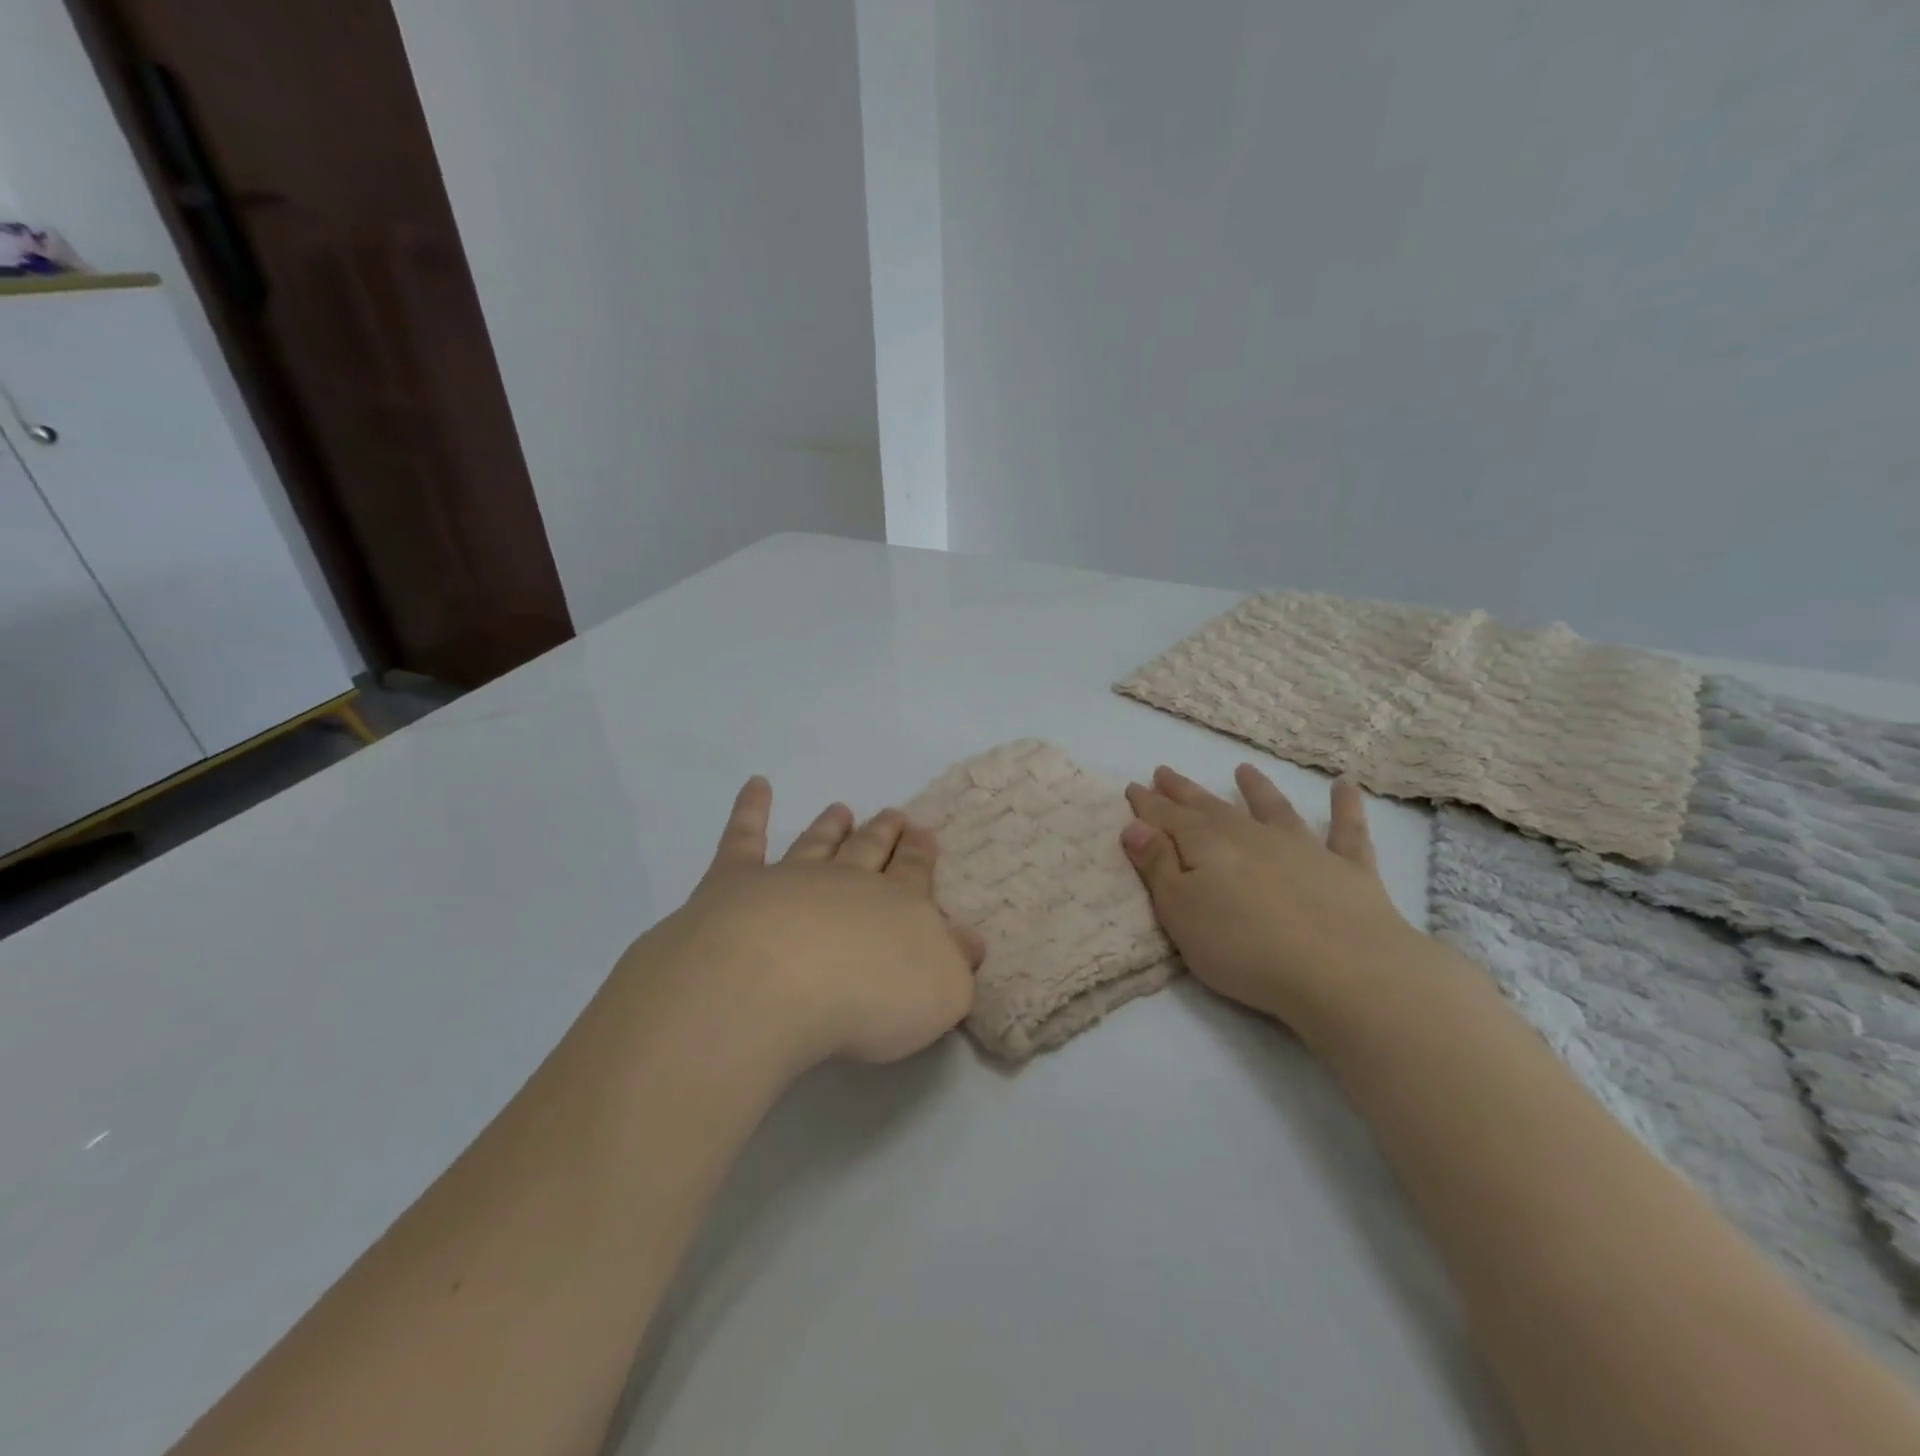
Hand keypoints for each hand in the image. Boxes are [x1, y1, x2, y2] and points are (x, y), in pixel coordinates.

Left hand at [627, 777, 983, 1075]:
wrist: (776, 983)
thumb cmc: (868, 999)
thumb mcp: (941, 994)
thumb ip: (956, 964)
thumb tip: (970, 939)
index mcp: (899, 906)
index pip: (915, 874)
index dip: (920, 856)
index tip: (924, 834)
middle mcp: (847, 881)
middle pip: (870, 850)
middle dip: (884, 834)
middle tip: (894, 814)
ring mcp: (790, 876)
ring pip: (817, 843)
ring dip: (829, 826)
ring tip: (840, 809)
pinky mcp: (735, 881)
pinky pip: (744, 837)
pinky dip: (750, 809)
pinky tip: (756, 786)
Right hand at [1119, 765, 1426, 1042]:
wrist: (1343, 971)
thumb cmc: (1244, 948)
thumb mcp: (1181, 912)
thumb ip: (1157, 867)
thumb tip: (1134, 825)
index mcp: (1207, 846)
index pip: (1168, 818)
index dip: (1148, 803)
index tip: (1132, 786)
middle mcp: (1251, 836)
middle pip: (1211, 808)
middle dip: (1185, 792)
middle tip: (1165, 772)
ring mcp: (1303, 848)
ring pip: (1273, 809)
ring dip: (1257, 789)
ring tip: (1243, 769)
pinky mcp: (1348, 869)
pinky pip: (1346, 830)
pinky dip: (1345, 806)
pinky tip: (1344, 786)